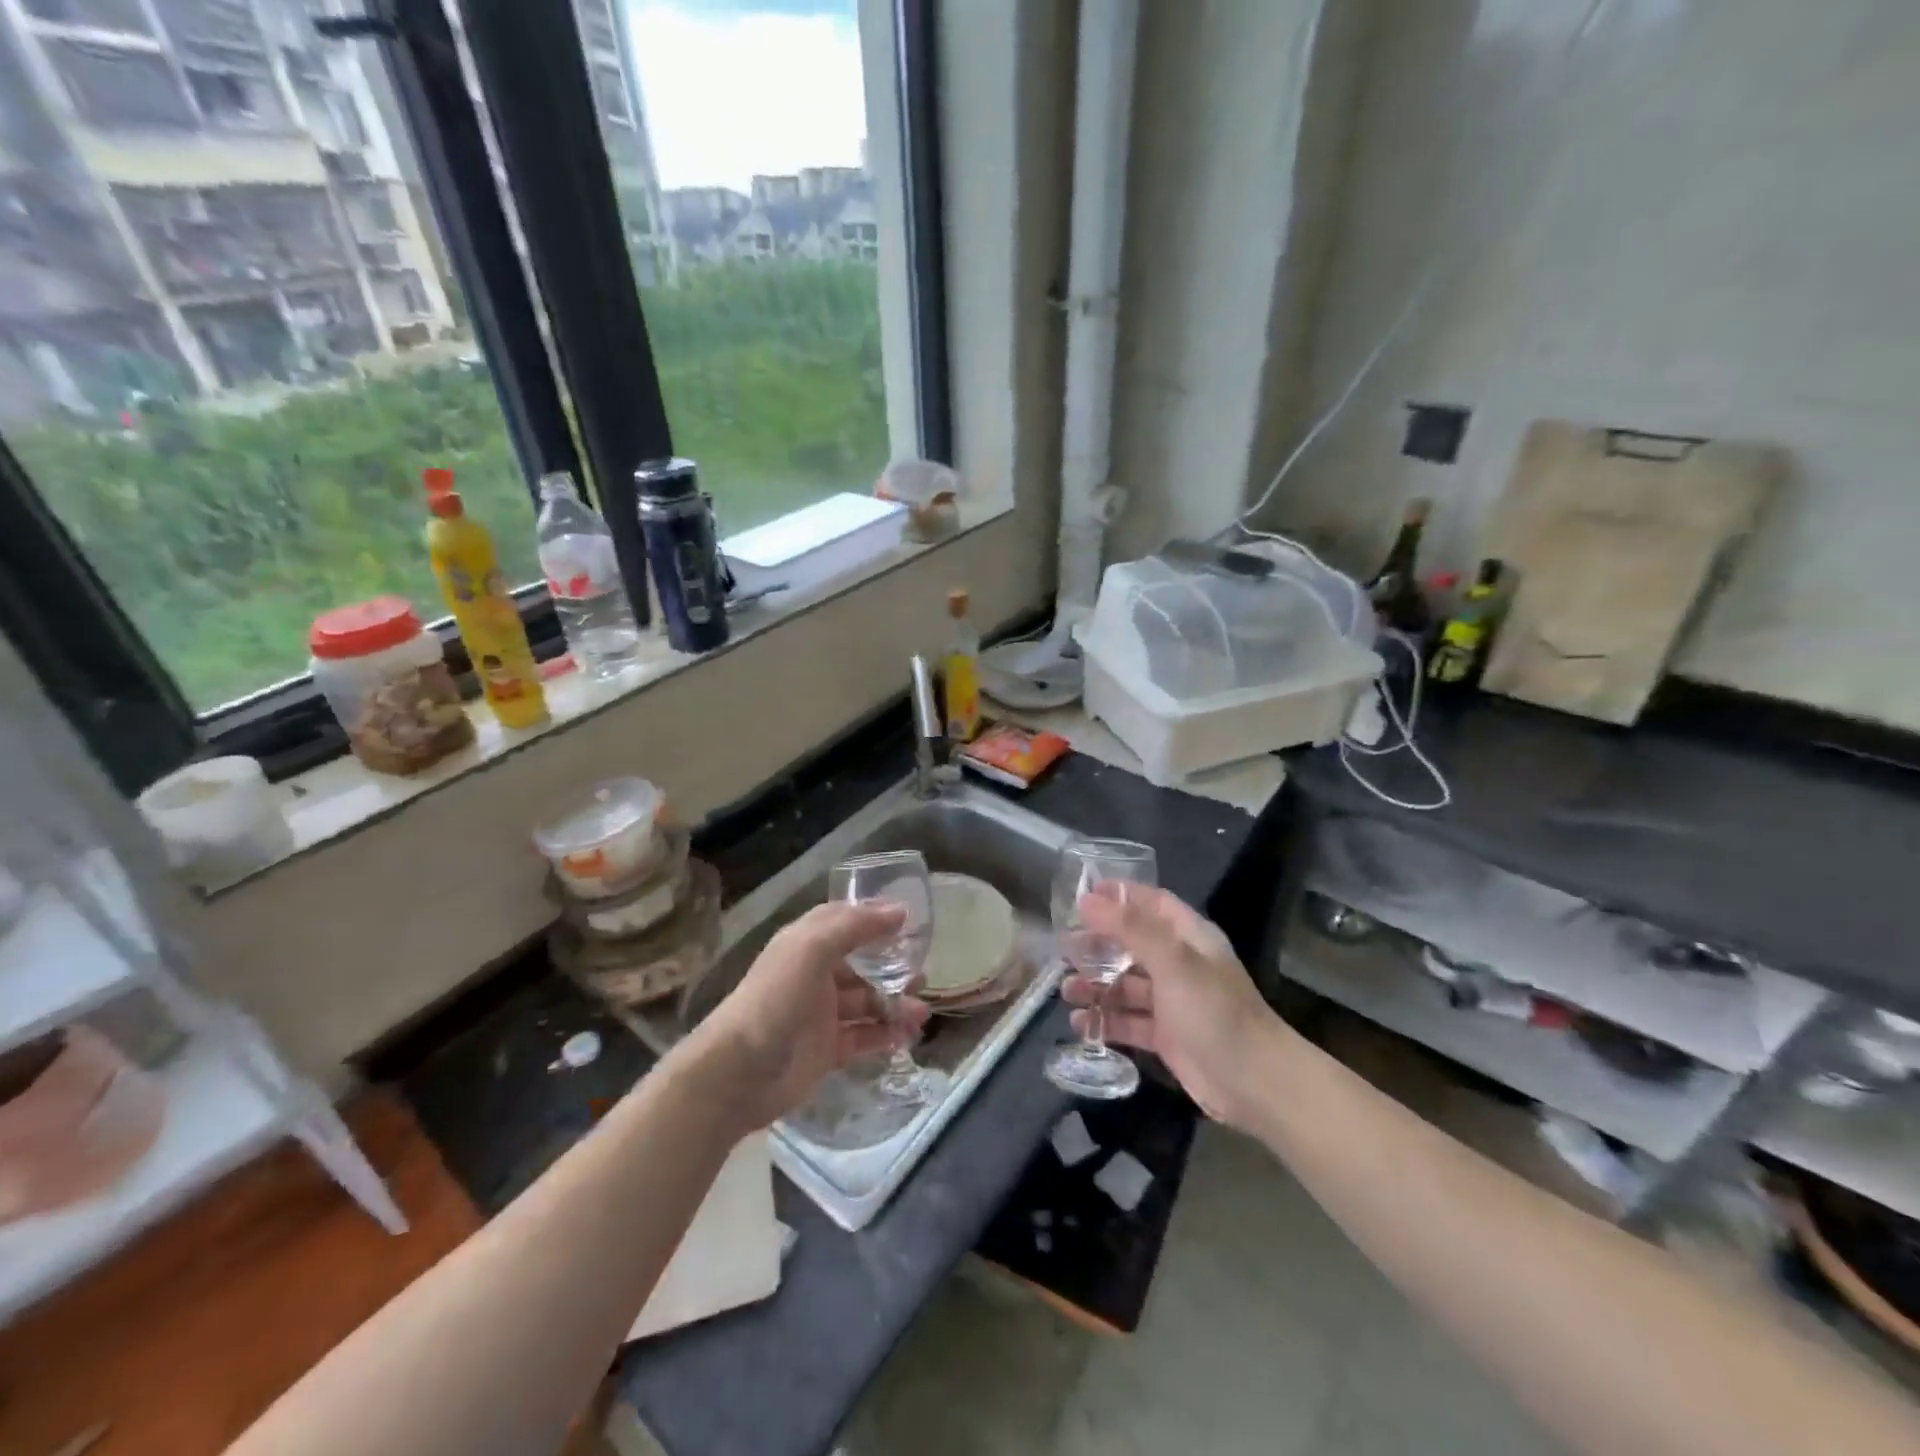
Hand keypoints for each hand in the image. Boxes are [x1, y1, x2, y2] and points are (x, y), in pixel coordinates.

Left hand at [686, 901, 929, 1129]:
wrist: (737, 1074)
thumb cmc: (774, 1000)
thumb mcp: (811, 950)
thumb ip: (855, 927)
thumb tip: (899, 911)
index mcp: (805, 945)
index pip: (844, 922)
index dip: (874, 918)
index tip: (910, 921)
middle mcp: (814, 975)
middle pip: (861, 965)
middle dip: (892, 967)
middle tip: (922, 974)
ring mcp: (820, 1015)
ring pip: (866, 1002)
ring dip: (894, 1004)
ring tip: (921, 1012)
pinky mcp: (826, 1050)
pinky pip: (863, 1037)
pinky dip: (885, 1035)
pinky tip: (907, 1036)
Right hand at [1062, 884, 1284, 1128]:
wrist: (1255, 1083)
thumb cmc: (1215, 1011)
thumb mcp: (1173, 962)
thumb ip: (1130, 928)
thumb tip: (1088, 900)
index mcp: (1189, 937)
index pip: (1151, 903)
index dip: (1119, 896)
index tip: (1082, 896)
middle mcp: (1180, 965)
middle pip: (1132, 944)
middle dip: (1098, 945)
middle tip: (1064, 949)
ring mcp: (1173, 1002)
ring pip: (1126, 985)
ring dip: (1096, 986)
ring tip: (1067, 990)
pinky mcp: (1166, 1037)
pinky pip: (1128, 1021)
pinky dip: (1104, 1021)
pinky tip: (1079, 1024)